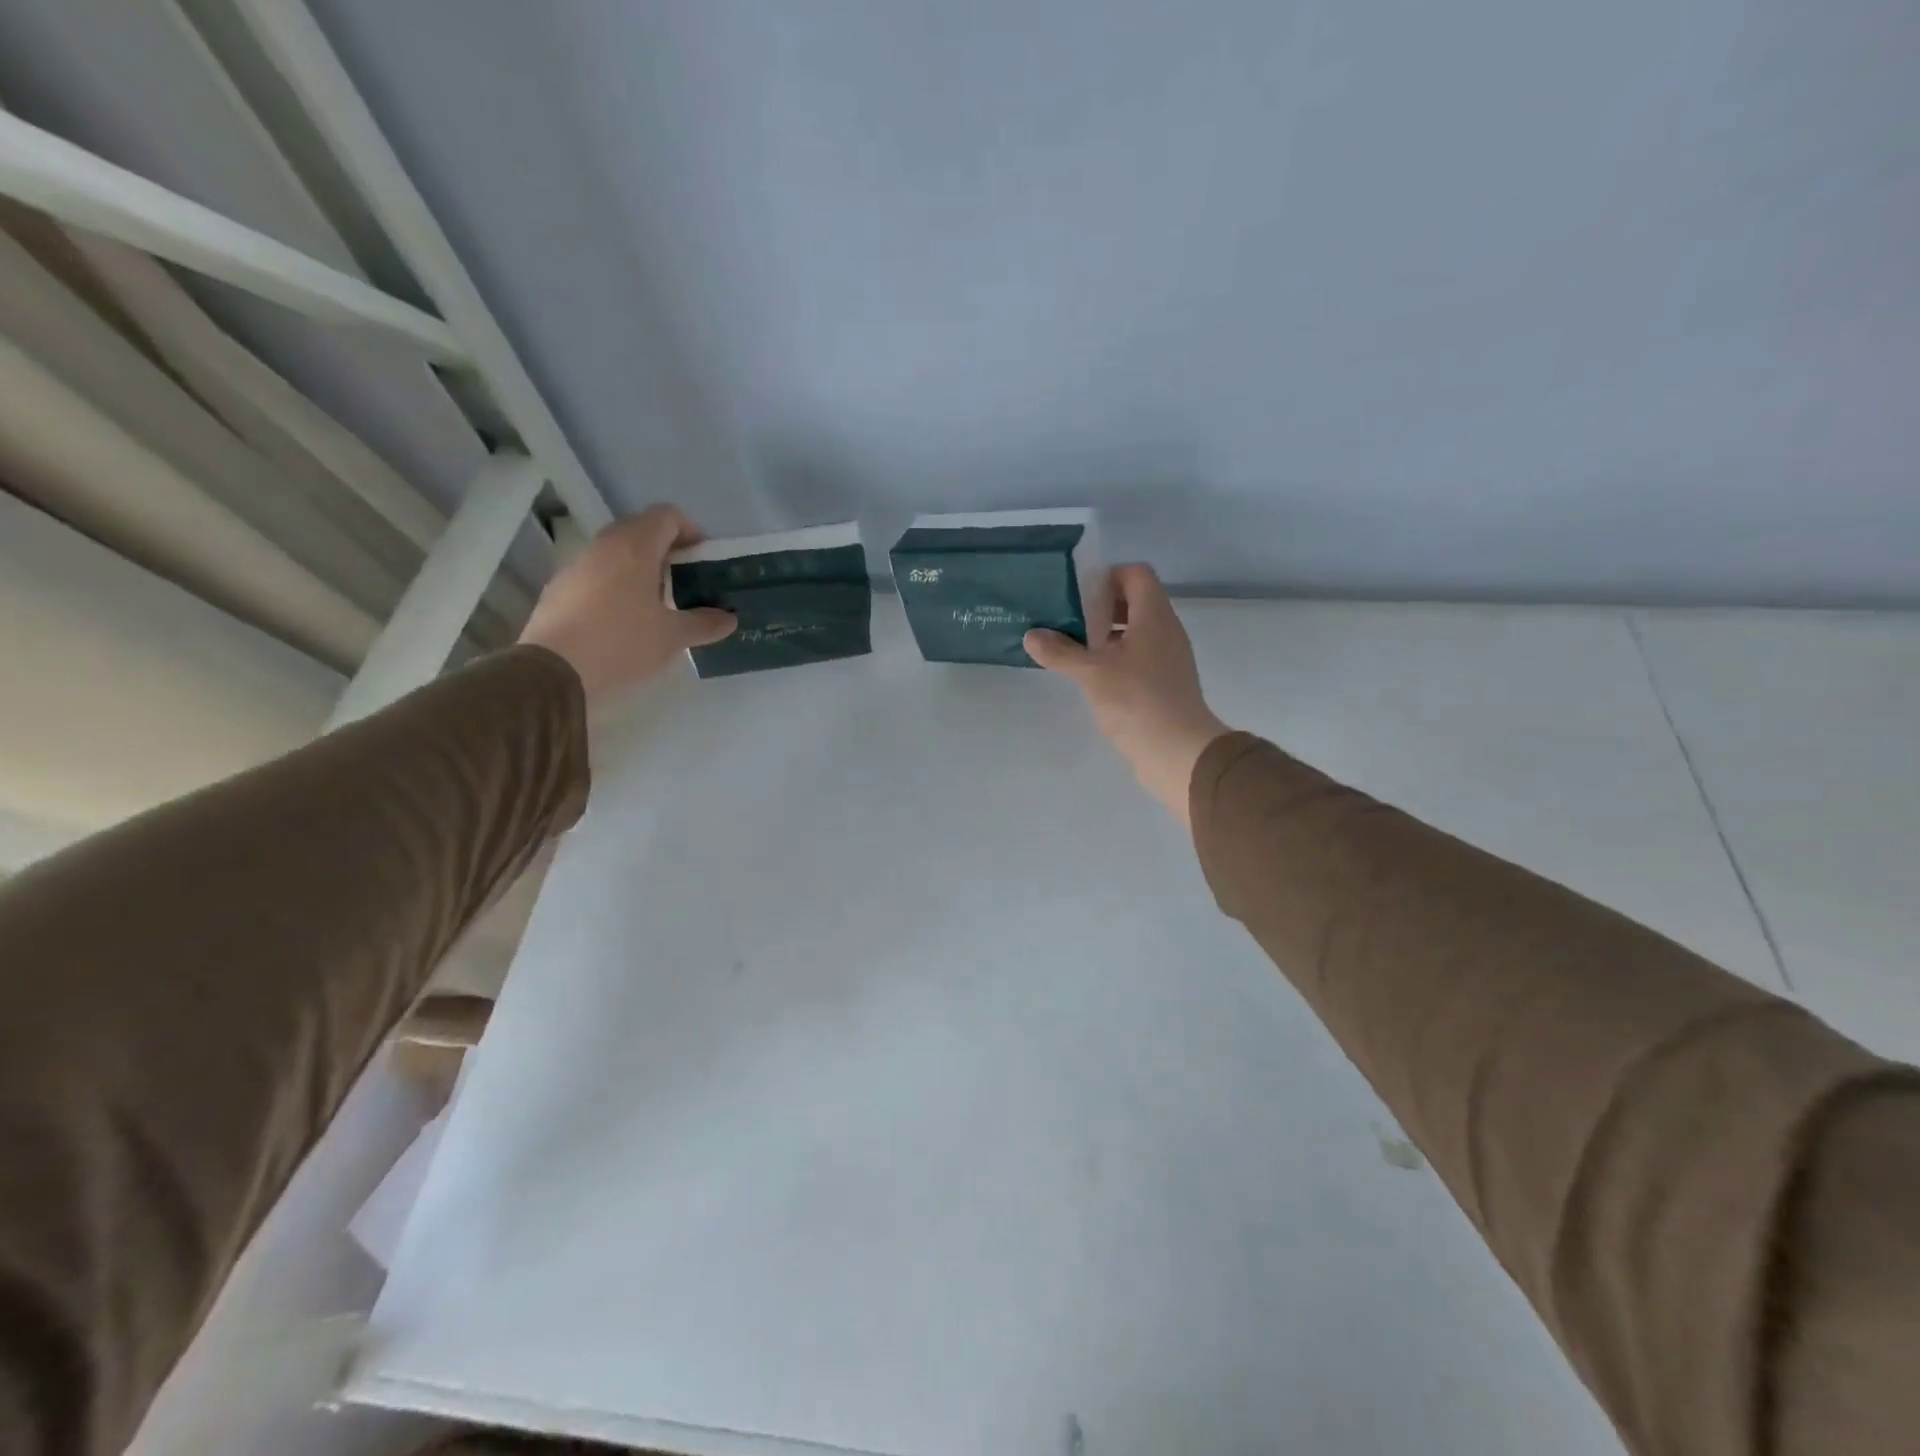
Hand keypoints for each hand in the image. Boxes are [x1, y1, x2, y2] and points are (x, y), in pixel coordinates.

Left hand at [519, 505, 734, 709]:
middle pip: (641, 532)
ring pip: (617, 555)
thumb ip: (704, 623)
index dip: (691, 532)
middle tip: (687, 583)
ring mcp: (577, 567)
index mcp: (635, 547)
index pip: (667, 516)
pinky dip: (617, 588)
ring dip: (641, 571)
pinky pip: (597, 577)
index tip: (704, 560)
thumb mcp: (673, 637)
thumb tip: (728, 619)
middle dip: (667, 552)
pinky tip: (626, 623)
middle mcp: (604, 546)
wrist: (553, 674)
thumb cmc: (622, 644)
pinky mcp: (559, 590)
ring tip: (659, 607)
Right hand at [1025, 565, 1229, 825]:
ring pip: (1136, 632)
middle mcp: (1166, 631)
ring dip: (1106, 635)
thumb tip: (1031, 635)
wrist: (1178, 752)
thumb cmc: (1137, 701)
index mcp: (1154, 616)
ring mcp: (1168, 658)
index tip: (1077, 596)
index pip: (1136, 574)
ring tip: (1074, 649)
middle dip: (1101, 608)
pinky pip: (1139, 657)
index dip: (1107, 577)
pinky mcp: (1165, 684)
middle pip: (1135, 602)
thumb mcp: (1092, 673)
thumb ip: (1060, 652)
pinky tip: (1092, 678)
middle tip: (1068, 622)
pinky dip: (1116, 659)